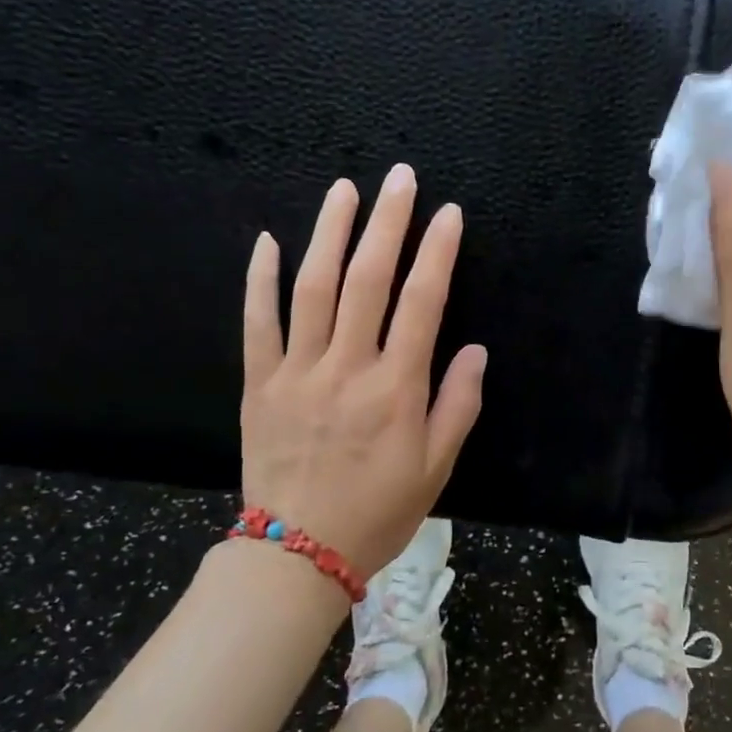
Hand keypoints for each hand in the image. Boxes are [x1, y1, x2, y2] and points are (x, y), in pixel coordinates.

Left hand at [240, 165, 486, 576]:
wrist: (297, 553)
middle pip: (367, 280)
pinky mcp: (259, 384)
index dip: (437, 252)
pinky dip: (261, 280)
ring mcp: (297, 372)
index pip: (422, 303)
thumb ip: (458, 405)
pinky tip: (269, 241)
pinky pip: (256, 324)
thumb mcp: (436, 467)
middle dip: (387, 223)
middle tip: (399, 178)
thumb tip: (475, 349)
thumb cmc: (378, 511)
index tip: (448, 213)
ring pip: (312, 288)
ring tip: (345, 190)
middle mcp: (347, 368)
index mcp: (396, 389)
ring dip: (330, 233)